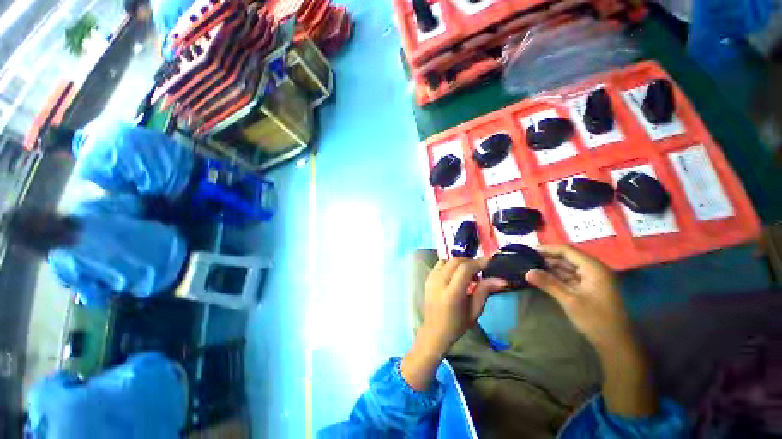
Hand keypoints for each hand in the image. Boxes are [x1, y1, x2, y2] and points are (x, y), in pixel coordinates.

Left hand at [421, 257, 506, 354]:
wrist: (434, 330)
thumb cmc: (457, 324)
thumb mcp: (474, 311)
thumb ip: (485, 291)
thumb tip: (502, 280)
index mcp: (452, 293)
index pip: (464, 269)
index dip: (477, 263)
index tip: (489, 261)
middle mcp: (439, 282)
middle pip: (455, 261)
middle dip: (469, 261)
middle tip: (480, 267)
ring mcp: (431, 278)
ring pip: (447, 260)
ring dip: (459, 262)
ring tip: (469, 271)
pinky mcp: (428, 278)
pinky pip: (440, 264)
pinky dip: (450, 265)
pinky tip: (456, 274)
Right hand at [525, 244, 629, 351]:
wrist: (616, 344)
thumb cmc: (596, 320)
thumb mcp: (570, 301)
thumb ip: (548, 283)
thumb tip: (527, 272)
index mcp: (593, 268)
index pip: (567, 250)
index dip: (547, 249)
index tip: (528, 250)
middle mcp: (593, 270)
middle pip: (566, 257)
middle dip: (546, 258)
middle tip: (525, 259)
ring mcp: (590, 279)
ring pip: (566, 267)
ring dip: (549, 267)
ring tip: (529, 267)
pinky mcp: (587, 288)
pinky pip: (568, 277)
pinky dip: (555, 277)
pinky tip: (542, 277)